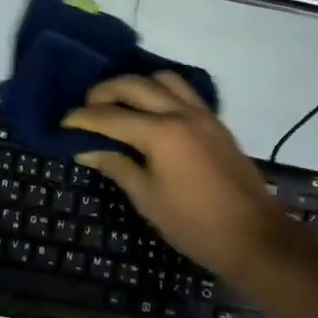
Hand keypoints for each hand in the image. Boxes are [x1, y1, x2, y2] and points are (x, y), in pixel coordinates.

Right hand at [63, 73, 291, 282]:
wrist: (255, 238)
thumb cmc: (194, 224)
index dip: (82, 118)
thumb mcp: (147, 198)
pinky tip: (150, 109)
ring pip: (162, 79)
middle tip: (85, 108)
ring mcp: (202, 114)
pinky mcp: (215, 122)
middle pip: (133, 85)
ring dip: (135, 84)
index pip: (110, 116)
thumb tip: (86, 149)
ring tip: (119, 102)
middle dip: (103, 92)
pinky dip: (161, 90)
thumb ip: (116, 165)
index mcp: (161, 133)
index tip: (63, 123)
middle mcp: (180, 113)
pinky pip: (183, 91)